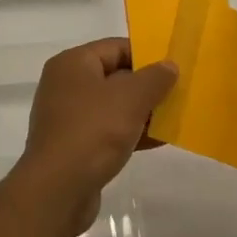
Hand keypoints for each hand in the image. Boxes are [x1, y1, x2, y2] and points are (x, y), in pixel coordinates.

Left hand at [11, 38, 175, 236]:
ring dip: (142, 111)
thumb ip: (154, 78)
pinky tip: (158, 141)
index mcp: (73, 63)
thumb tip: (169, 65)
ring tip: (174, 117)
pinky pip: (107, 131)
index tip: (174, 68)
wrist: (58, 190)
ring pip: (112, 106)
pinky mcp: (73, 145)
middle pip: (114, 76)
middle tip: (179, 92)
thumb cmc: (93, 131)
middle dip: (147, 85)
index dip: (147, 54)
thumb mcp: (131, 98)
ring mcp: (68, 117)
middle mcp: (66, 85)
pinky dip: (130, 132)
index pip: (115, 47)